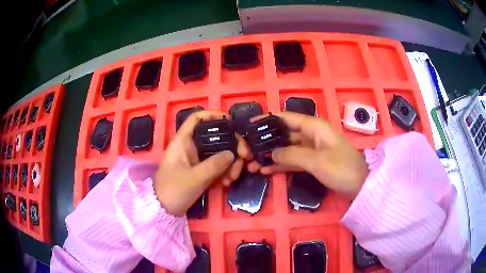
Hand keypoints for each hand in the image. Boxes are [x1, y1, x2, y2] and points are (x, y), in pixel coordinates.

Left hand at [155, 111, 251, 215]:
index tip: (231, 121)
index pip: (196, 119)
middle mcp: (191, 147)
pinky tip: (228, 183)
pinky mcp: (201, 172)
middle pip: (215, 137)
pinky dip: (225, 172)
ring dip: (231, 163)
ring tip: (233, 178)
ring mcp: (196, 160)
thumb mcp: (195, 178)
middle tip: (245, 157)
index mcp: (183, 142)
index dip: (213, 115)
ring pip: (219, 153)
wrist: (163, 209)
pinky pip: (217, 166)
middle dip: (232, 146)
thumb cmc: (173, 190)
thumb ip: (215, 165)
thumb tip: (233, 154)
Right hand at [248, 112, 368, 198]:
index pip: (286, 117)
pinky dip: (281, 165)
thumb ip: (292, 155)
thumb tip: (271, 153)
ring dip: (271, 156)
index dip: (268, 119)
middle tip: (247, 151)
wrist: (361, 185)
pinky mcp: (313, 162)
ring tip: (252, 164)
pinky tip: (266, 170)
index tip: (250, 125)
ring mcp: (312, 149)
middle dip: (266, 142)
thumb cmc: (342, 168)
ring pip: (287, 149)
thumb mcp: (316, 161)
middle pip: (284, 134)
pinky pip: (293, 160)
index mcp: (314, 127)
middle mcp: (311, 135)